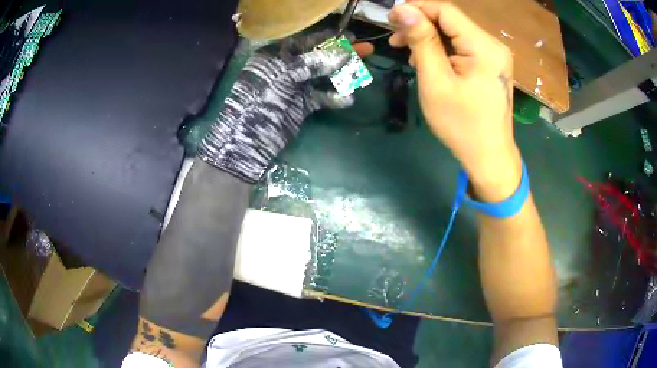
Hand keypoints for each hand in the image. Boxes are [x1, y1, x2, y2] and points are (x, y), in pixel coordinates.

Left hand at [198, 31, 372, 182]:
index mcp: (276, 55)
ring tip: (364, 73)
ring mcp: (295, 86)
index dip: (329, 38)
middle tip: (367, 50)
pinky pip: (322, 97)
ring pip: (324, 76)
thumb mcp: (285, 75)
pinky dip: (334, 98)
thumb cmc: (261, 98)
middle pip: (319, 56)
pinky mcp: (302, 105)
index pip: (306, 40)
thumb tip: (344, 54)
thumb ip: (314, 63)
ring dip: (343, 75)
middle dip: (342, 54)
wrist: (249, 138)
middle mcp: (287, 68)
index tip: (351, 36)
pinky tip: (347, 99)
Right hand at [388, 2, 520, 200]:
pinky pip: (463, 47)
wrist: (489, 157)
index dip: (416, 9)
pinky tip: (429, 61)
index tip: (390, 19)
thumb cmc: (461, 124)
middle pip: (451, 21)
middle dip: (421, 25)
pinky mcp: (492, 65)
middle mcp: (493, 45)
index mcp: (483, 46)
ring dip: (430, 38)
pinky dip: (443, 49)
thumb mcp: (436, 81)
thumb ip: (421, 41)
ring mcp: (495, 55)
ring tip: (408, 53)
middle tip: (395, 40)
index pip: (445, 11)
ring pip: (456, 33)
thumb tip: (402, 9)